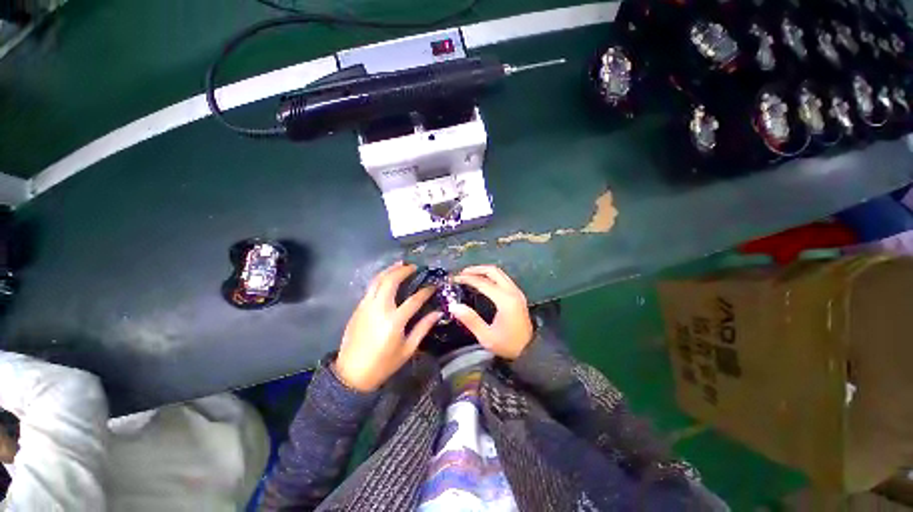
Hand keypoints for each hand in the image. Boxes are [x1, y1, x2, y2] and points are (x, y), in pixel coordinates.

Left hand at [335, 262, 441, 391]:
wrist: (351, 374)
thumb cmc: (383, 364)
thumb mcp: (408, 349)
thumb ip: (423, 328)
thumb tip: (438, 312)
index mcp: (394, 321)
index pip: (414, 300)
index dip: (426, 291)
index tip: (433, 286)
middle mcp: (379, 309)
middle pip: (390, 281)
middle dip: (403, 270)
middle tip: (413, 267)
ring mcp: (366, 306)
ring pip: (377, 280)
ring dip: (389, 270)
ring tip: (400, 264)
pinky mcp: (358, 308)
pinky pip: (370, 288)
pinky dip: (380, 279)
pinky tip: (387, 278)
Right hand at [451, 265, 533, 359]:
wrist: (530, 350)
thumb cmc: (508, 345)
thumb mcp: (486, 336)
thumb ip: (470, 320)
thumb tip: (454, 306)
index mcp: (505, 300)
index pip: (483, 282)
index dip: (467, 278)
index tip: (455, 279)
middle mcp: (512, 292)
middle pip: (493, 271)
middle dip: (476, 269)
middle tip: (462, 273)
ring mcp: (517, 292)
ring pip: (499, 273)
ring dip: (483, 271)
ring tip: (469, 275)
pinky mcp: (518, 295)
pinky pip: (503, 278)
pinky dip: (491, 276)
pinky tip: (482, 282)